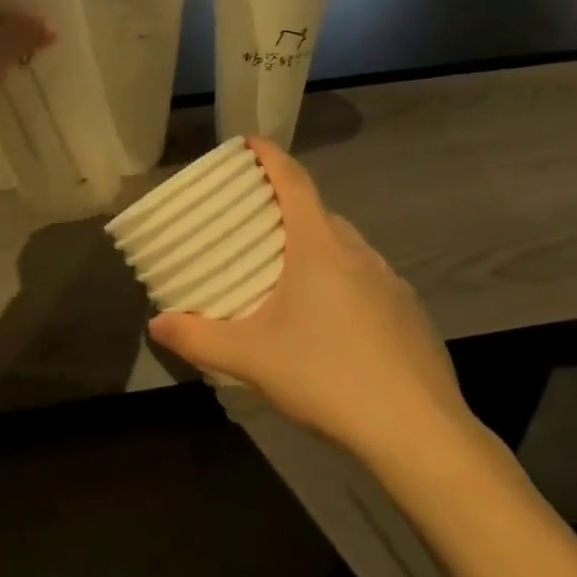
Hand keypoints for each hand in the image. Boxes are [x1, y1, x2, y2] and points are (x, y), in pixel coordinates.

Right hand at [148, 140, 478, 467]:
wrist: (421, 434)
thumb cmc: (328, 377)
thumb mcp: (251, 358)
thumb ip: (199, 337)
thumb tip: (156, 323)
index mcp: (319, 247)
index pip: (294, 181)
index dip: (270, 156)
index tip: (249, 142)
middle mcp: (359, 252)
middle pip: (318, 212)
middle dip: (286, 207)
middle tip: (254, 223)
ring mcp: (392, 282)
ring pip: (346, 247)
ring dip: (316, 246)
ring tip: (288, 274)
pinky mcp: (411, 314)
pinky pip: (369, 279)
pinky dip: (344, 281)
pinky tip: (333, 323)